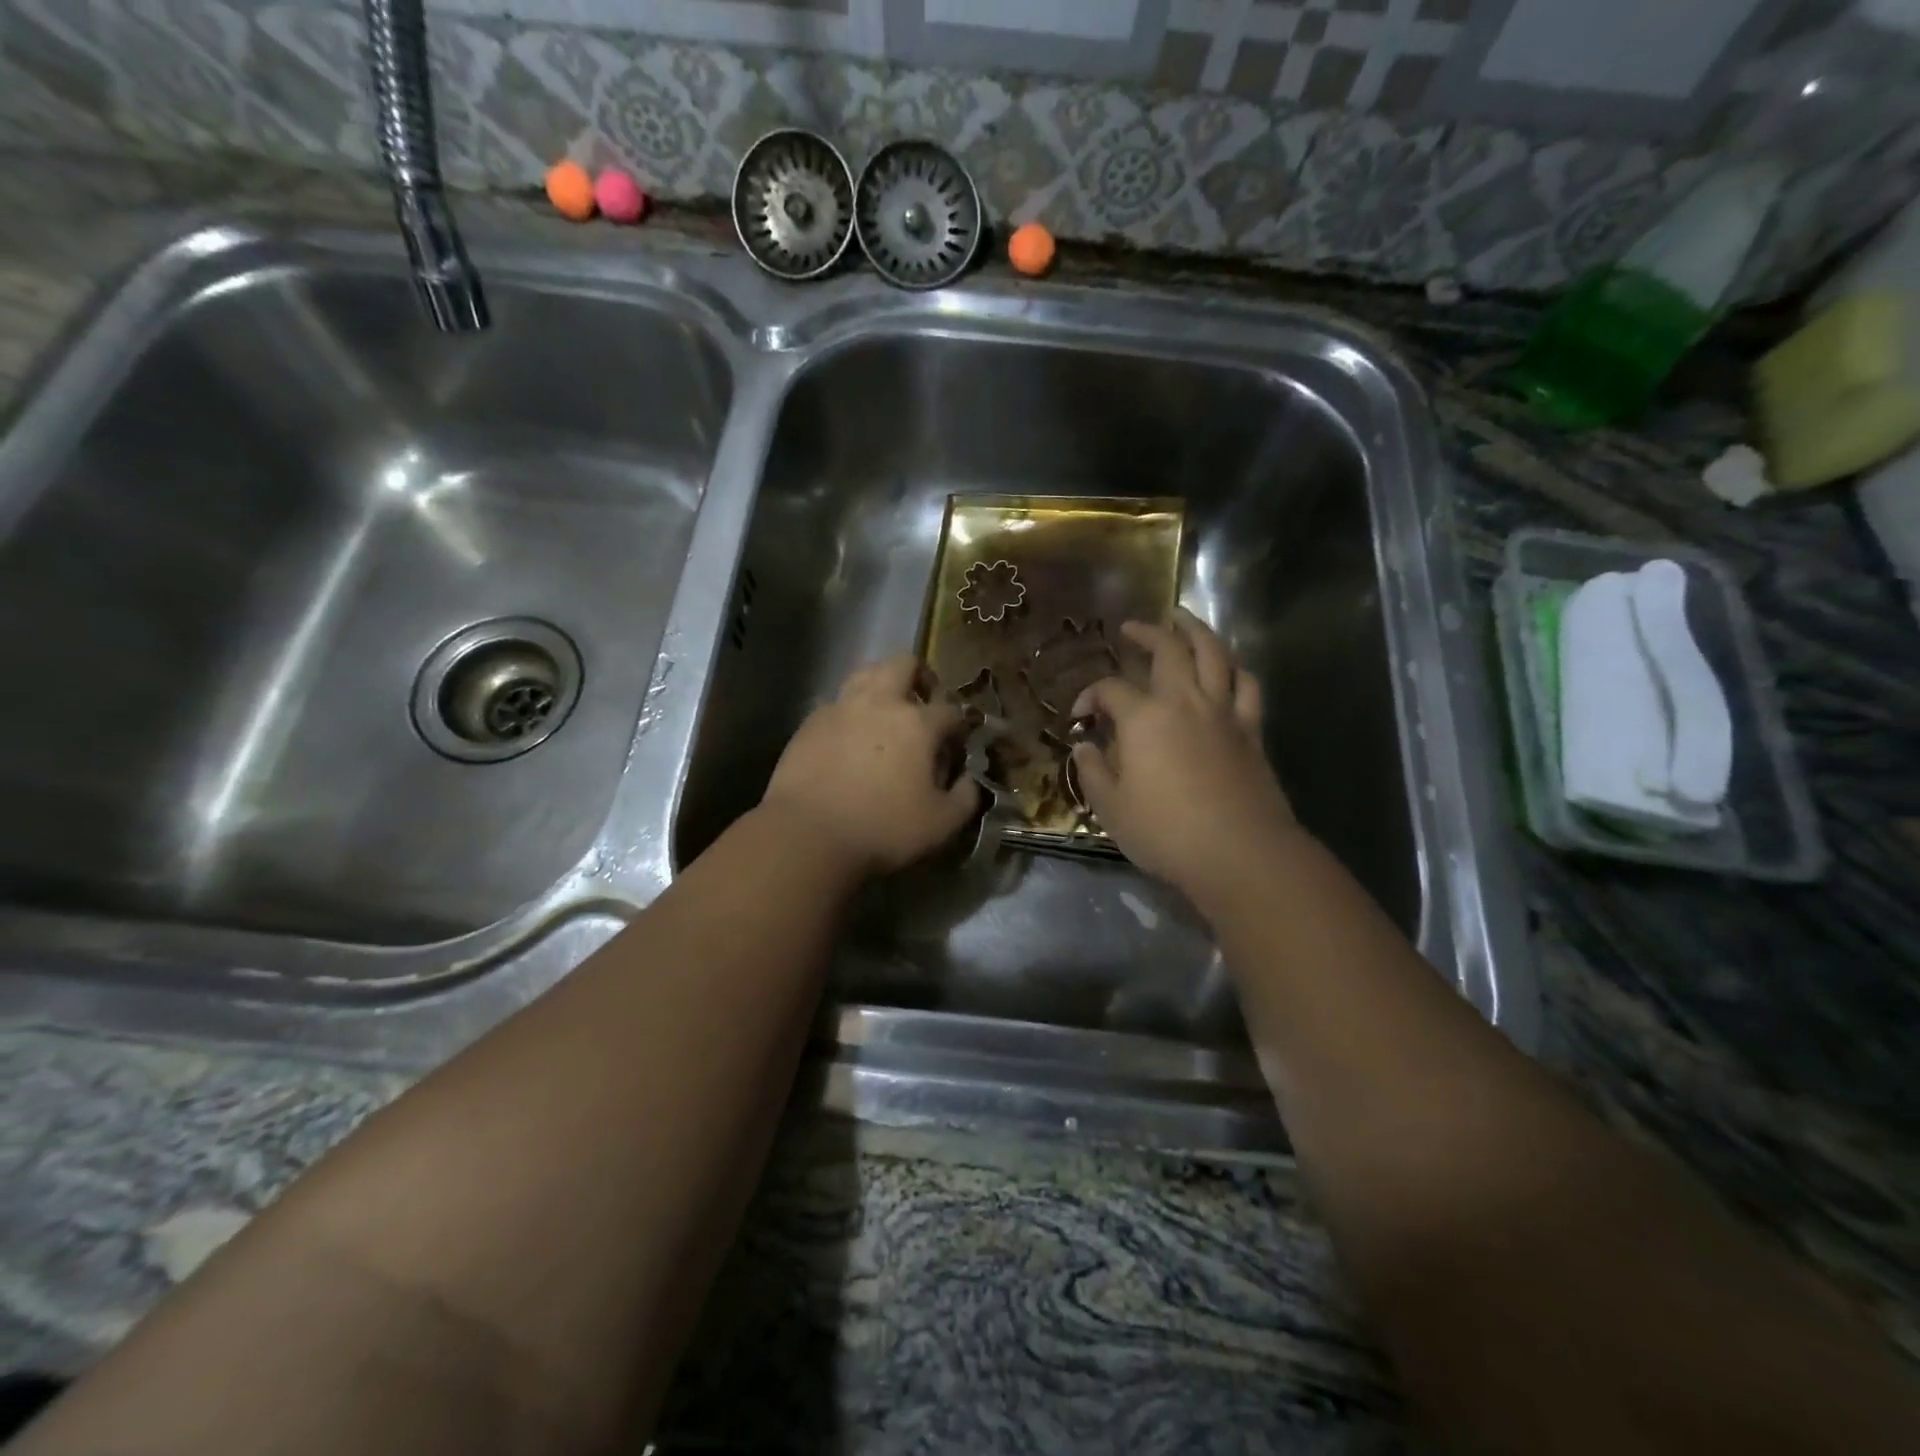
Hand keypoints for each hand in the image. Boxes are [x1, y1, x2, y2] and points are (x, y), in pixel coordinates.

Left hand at [761, 655, 981, 877]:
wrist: (808, 835)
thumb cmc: (883, 829)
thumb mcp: (942, 824)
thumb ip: (966, 798)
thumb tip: (970, 781)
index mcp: (918, 722)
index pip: (950, 710)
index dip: (958, 727)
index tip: (956, 747)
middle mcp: (880, 702)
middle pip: (904, 664)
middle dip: (921, 677)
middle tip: (924, 704)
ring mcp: (840, 708)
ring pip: (865, 673)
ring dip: (882, 684)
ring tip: (886, 712)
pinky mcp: (810, 722)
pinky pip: (836, 702)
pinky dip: (850, 712)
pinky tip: (850, 738)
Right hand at [1071, 609, 1298, 902]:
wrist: (1240, 853)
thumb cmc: (1166, 832)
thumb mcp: (1112, 808)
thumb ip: (1093, 771)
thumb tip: (1085, 746)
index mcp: (1143, 719)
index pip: (1110, 689)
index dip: (1090, 695)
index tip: (1080, 715)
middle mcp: (1184, 702)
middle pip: (1168, 650)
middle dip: (1147, 633)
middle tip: (1132, 627)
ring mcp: (1223, 712)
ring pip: (1214, 654)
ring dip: (1196, 631)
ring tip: (1183, 620)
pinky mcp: (1251, 730)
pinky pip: (1247, 684)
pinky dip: (1234, 667)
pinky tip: (1227, 666)